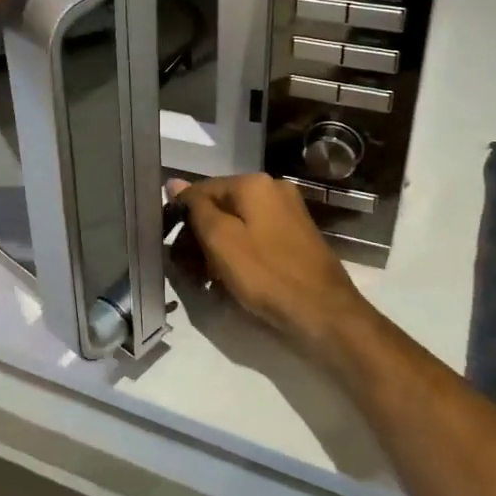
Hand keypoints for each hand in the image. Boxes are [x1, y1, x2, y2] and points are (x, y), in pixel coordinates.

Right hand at [167, 174, 378, 365]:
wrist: (324, 312)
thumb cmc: (266, 274)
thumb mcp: (220, 240)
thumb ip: (196, 208)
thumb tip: (174, 182)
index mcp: (254, 183)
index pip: (202, 190)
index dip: (182, 217)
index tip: (171, 246)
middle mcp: (274, 189)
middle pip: (222, 206)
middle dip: (201, 235)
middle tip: (186, 268)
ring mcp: (289, 212)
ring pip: (239, 223)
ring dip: (219, 247)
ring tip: (206, 278)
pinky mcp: (297, 236)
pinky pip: (257, 236)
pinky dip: (240, 253)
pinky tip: (231, 278)